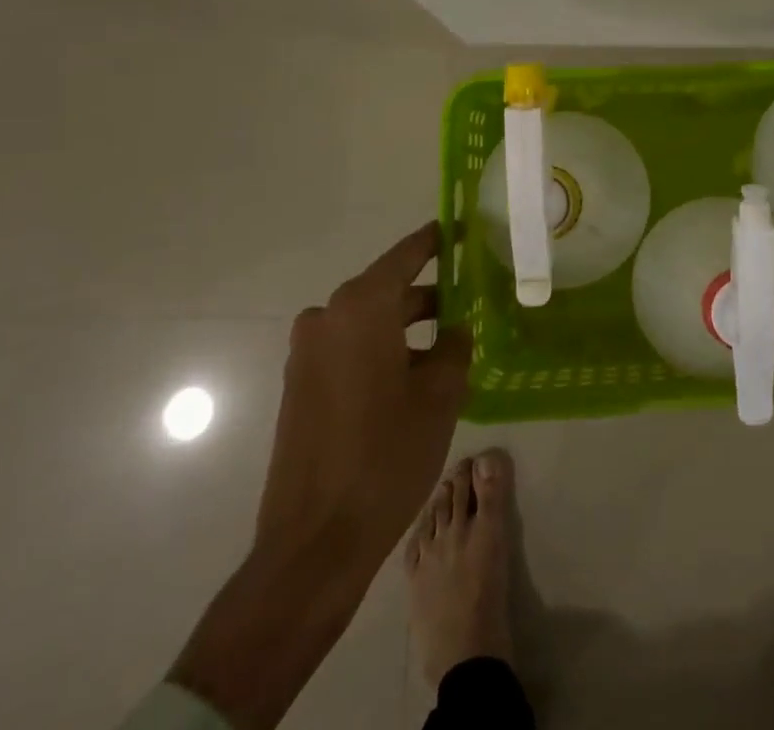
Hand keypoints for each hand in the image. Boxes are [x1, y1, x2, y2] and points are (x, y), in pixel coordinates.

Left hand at [255, 221, 470, 567]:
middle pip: (388, 289)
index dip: (439, 240)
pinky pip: (350, 349)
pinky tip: (416, 376)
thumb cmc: (386, 454)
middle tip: (472, 299)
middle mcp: (327, 318)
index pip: (408, 254)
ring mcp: (308, 354)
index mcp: (360, 307)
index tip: (466, 229)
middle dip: (430, 294)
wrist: (315, 543)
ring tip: (451, 345)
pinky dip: (383, 350)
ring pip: (370, 322)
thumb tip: (455, 329)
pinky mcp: (301, 386)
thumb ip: (455, 344)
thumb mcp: (441, 392)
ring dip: (408, 328)